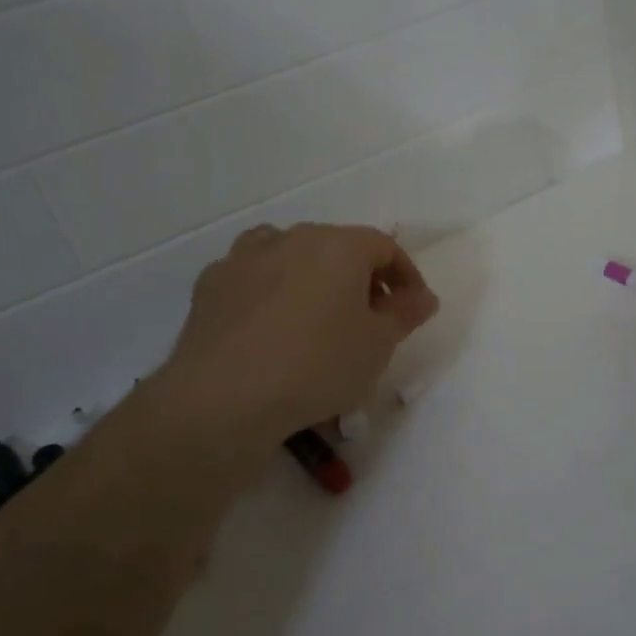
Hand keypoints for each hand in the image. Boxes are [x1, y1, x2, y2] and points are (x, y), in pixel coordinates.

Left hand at [158, 223, 438, 450]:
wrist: (223, 397)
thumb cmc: (317, 366)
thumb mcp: (378, 346)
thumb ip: (405, 314)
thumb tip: (423, 296)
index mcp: (339, 246)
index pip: (385, 247)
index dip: (406, 276)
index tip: (412, 308)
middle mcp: (293, 238)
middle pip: (338, 247)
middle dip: (360, 278)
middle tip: (369, 318)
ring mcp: (247, 257)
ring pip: (291, 254)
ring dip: (312, 277)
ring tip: (316, 316)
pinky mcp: (212, 283)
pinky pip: (253, 275)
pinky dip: (269, 290)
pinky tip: (268, 324)